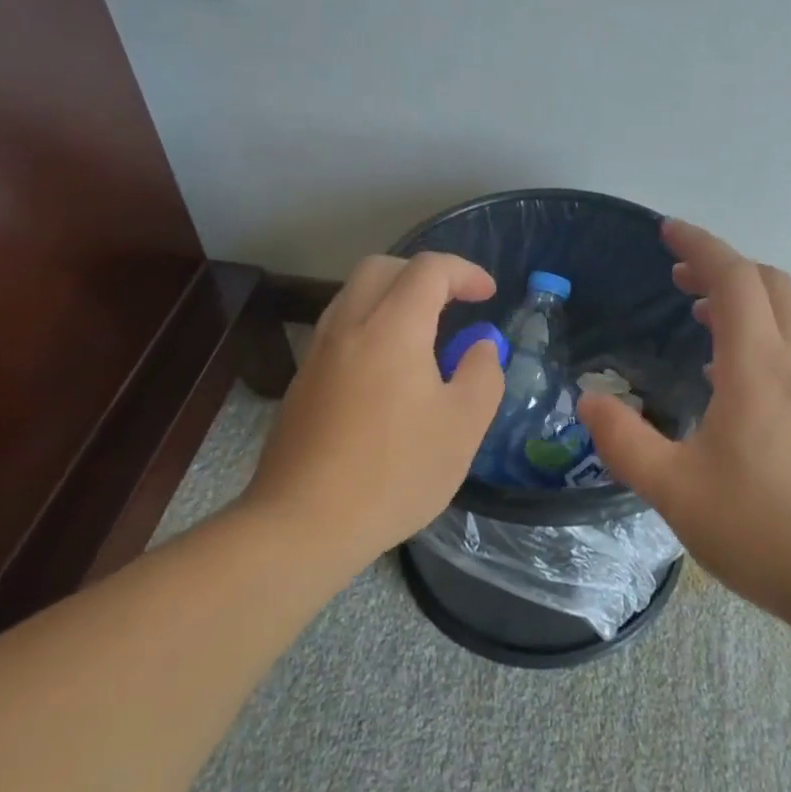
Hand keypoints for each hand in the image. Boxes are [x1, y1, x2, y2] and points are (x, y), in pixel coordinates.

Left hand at [243, 252, 504, 560]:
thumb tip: (480, 348)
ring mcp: (318, 353)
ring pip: (354, 296)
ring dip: (393, 298)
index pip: (429, 270)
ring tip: (424, 337)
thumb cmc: (395, 473)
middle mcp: (348, 327)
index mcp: (392, 329)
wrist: (303, 523)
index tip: (488, 295)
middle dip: (423, 274)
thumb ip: (482, 375)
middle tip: (453, 303)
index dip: (465, 272)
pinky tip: (389, 373)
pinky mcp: (302, 382)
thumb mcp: (463, 428)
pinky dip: (371, 326)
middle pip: (381, 268)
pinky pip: (340, 329)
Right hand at [577, 219, 790, 624]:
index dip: (700, 246)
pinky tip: (726, 373)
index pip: (734, 279)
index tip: (666, 231)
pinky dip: (757, 332)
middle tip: (677, 276)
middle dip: (722, 265)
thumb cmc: (764, 531)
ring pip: (785, 313)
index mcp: (757, 369)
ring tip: (697, 314)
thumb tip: (590, 399)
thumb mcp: (676, 492)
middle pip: (767, 283)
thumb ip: (625, 441)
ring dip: (742, 298)